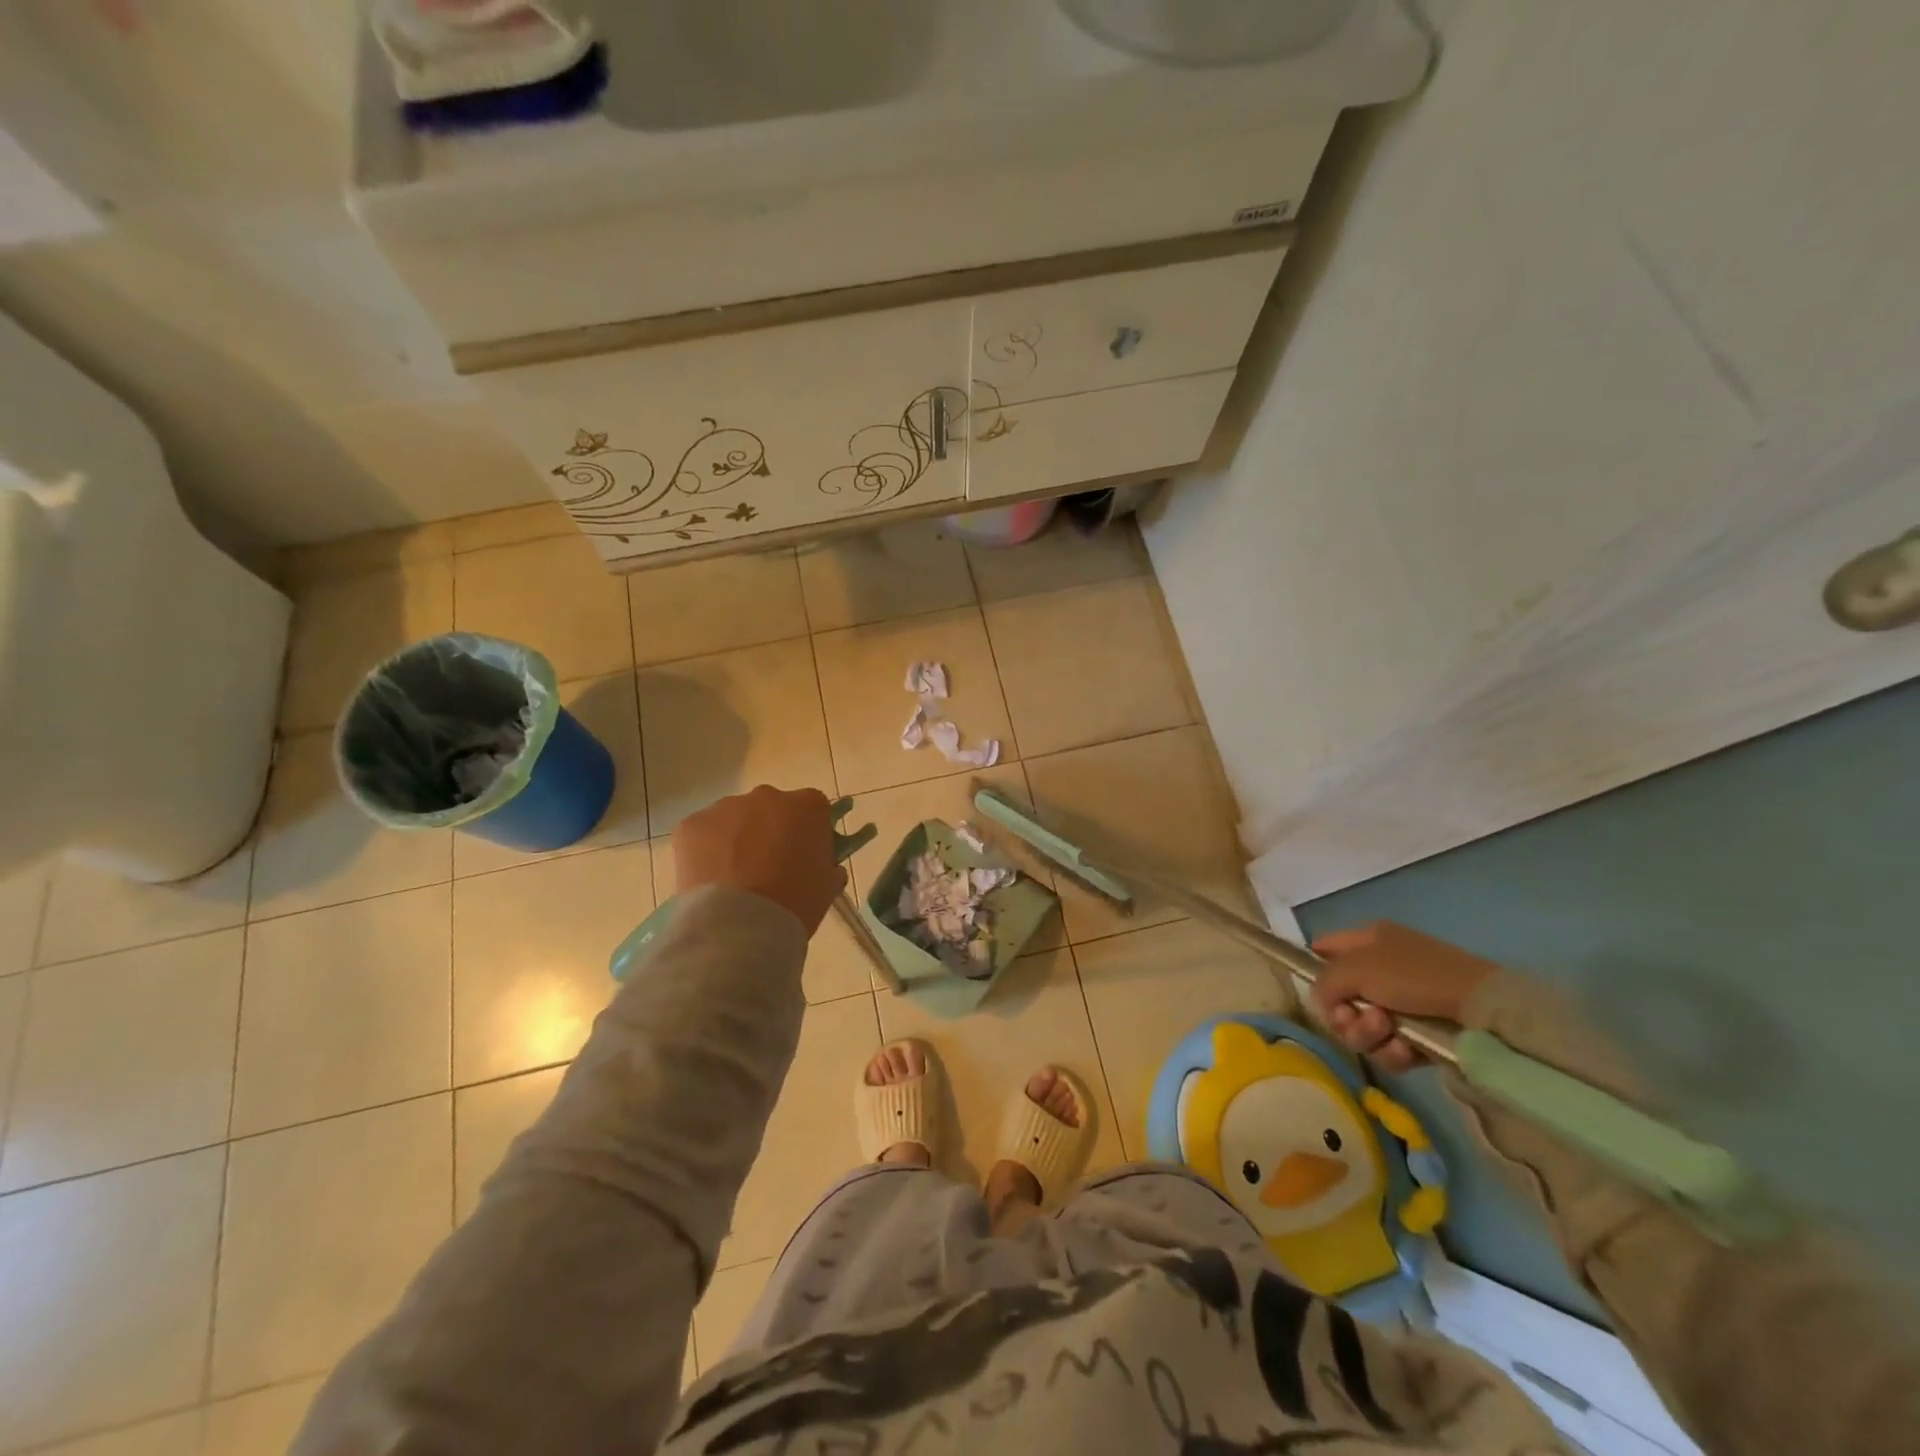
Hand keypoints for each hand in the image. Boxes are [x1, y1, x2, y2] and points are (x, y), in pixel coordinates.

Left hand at [673, 786, 845, 935]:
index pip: (813, 808)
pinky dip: (706, 850)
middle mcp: (767, 796)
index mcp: (807, 806)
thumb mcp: (827, 887)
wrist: (739, 927)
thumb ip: (828, 867)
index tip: (805, 855)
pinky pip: (704, 833)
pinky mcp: (692, 825)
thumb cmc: (795, 904)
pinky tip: (710, 880)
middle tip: (768, 867)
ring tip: (734, 878)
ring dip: (737, 839)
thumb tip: (825, 867)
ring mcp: (726, 807)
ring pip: (735, 818)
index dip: (809, 831)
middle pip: (771, 808)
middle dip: (770, 830)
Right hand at [1309, 921, 1499, 1072]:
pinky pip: (1387, 1049)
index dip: (1313, 971)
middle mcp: (1380, 970)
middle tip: (1353, 1018)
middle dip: (1343, 1014)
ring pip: (1360, 1028)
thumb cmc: (1415, 976)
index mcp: (1367, 940)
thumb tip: (1321, 1002)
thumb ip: (1325, 981)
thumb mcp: (1358, 967)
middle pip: (1338, 999)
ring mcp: (1400, 1004)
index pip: (1323, 951)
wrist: (1481, 1012)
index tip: (1317, 993)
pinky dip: (1391, 1052)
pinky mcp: (1418, 1037)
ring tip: (1387, 1031)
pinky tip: (1405, 1049)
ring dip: (1366, 1034)